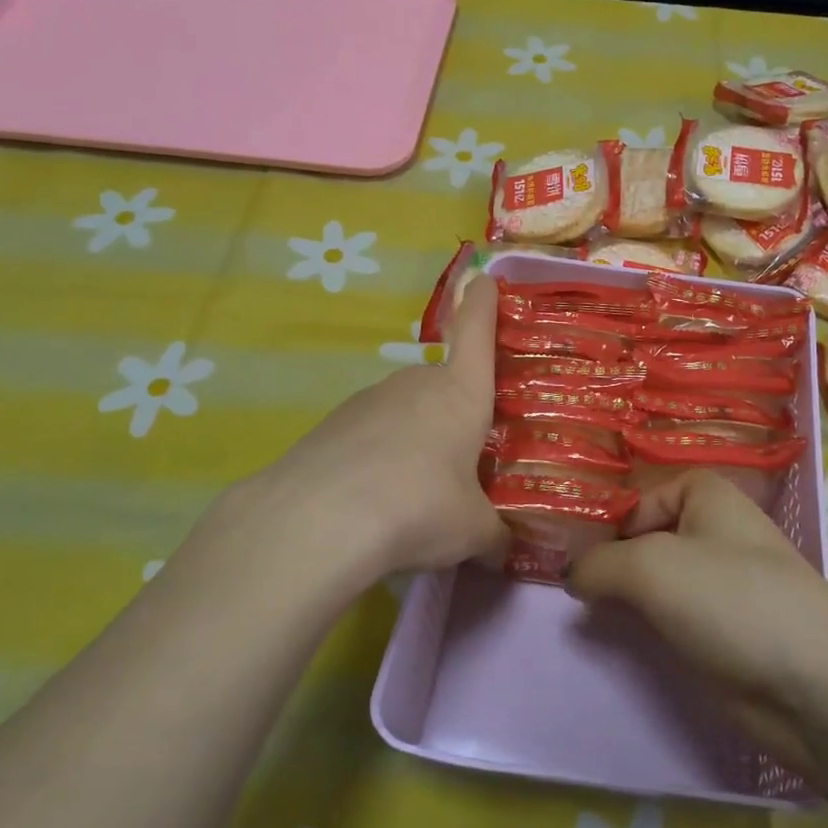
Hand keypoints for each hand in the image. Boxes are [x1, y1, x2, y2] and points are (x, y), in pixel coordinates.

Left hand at [243, 274, 507, 583]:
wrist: (321, 520)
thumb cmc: (421, 507)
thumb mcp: (474, 532)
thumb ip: (497, 536)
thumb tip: (505, 549)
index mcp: (461, 394)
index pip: (477, 333)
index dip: (483, 305)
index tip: (485, 278)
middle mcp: (415, 384)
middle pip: (442, 384)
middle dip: (453, 412)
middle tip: (462, 459)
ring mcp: (368, 400)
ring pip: (404, 412)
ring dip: (414, 439)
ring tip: (415, 492)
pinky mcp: (330, 425)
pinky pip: (368, 435)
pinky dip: (377, 458)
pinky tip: (374, 500)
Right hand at [570, 471, 827, 776]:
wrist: (815, 685)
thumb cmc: (732, 600)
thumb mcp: (650, 566)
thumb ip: (599, 563)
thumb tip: (571, 576)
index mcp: (708, 497)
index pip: (644, 495)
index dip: (610, 519)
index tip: (576, 552)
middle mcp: (716, 534)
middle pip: (648, 538)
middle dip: (611, 560)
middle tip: (568, 587)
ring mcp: (722, 588)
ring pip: (658, 582)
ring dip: (626, 597)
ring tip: (586, 615)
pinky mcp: (724, 635)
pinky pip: (672, 620)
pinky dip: (648, 627)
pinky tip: (624, 642)